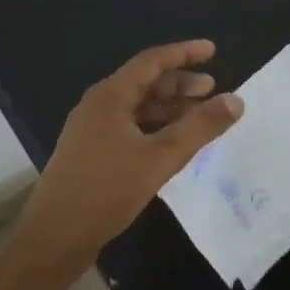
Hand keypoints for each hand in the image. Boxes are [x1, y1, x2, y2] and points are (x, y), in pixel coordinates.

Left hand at [16, 40, 242, 276]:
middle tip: (212, 89)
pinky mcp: (92, 154)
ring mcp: (92, 131)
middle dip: (180, 84)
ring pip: (138, 108)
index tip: (212, 50)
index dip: (184, 53)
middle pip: (145, 83)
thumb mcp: (160, 157)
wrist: (53, 239)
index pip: (152, 61)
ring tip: (199, 117)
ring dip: (170, 108)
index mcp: (110, 97)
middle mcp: (98, 106)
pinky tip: (173, 144)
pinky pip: (130, 128)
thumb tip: (236, 100)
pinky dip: (156, 128)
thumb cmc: (106, 190)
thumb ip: (200, 127)